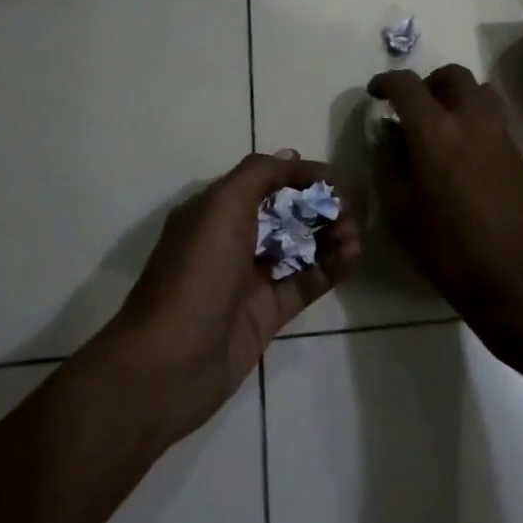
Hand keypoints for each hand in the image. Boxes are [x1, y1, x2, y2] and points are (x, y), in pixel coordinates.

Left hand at [105, 151, 360, 442]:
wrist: (168, 365)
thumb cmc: (195, 274)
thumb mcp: (221, 208)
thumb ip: (258, 176)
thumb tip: (291, 156)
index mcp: (214, 212)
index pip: (262, 181)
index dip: (296, 176)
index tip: (331, 178)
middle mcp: (232, 241)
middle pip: (284, 214)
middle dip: (317, 206)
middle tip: (347, 208)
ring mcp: (251, 279)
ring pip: (298, 247)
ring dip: (328, 235)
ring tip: (354, 234)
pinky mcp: (268, 314)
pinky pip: (305, 282)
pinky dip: (330, 267)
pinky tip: (352, 256)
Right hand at [368, 65, 522, 371]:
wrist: (521, 283)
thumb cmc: (451, 253)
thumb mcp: (402, 215)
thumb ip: (390, 166)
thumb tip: (389, 137)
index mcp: (436, 133)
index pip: (408, 86)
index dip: (387, 82)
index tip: (376, 93)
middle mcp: (473, 122)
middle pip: (453, 76)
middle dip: (428, 83)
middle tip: (412, 108)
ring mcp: (503, 137)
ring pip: (481, 92)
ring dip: (457, 97)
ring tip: (441, 126)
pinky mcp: (522, 157)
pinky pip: (496, 121)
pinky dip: (476, 122)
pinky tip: (465, 158)